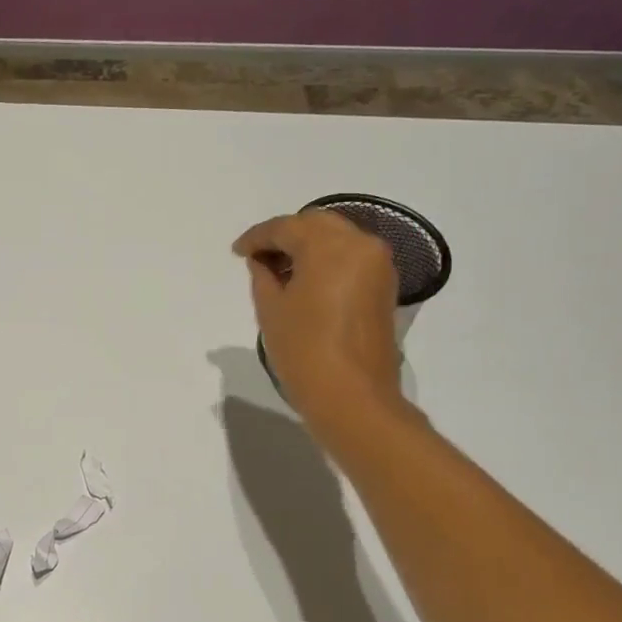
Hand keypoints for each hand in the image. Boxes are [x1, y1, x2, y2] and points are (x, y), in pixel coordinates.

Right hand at [233, 210, 405, 427]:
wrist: (352, 397)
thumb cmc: (304, 351)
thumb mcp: (271, 310)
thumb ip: (262, 275)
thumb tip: (262, 261)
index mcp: (330, 246)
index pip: (287, 227)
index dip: (257, 237)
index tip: (236, 252)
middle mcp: (361, 245)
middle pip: (317, 224)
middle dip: (285, 236)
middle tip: (258, 257)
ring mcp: (378, 266)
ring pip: (337, 239)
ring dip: (307, 247)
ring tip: (278, 271)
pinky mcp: (384, 287)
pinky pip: (351, 258)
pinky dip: (327, 261)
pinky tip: (304, 282)